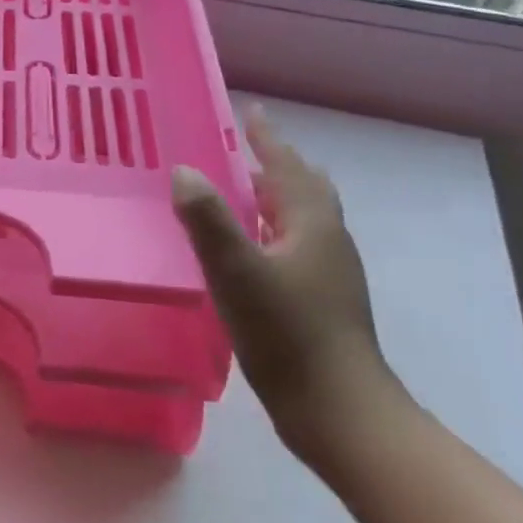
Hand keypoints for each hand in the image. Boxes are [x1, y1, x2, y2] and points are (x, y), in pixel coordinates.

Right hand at [170, 110, 403, 457]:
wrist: (337, 410)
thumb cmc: (287, 333)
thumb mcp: (237, 271)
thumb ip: (208, 219)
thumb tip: (184, 171)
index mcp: (313, 226)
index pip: (287, 168)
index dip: (267, 139)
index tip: (251, 112)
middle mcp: (326, 242)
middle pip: (305, 189)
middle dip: (276, 165)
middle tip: (244, 148)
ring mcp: (327, 275)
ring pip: (301, 219)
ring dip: (273, 197)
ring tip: (239, 191)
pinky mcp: (319, 302)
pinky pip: (293, 246)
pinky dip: (270, 230)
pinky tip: (247, 249)